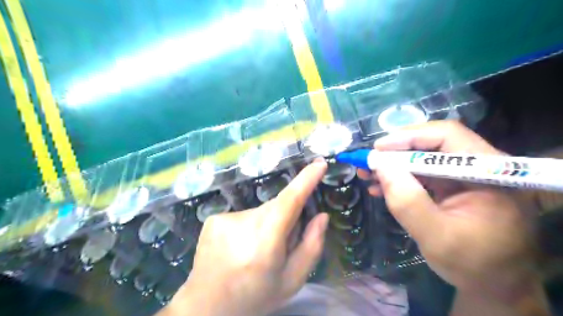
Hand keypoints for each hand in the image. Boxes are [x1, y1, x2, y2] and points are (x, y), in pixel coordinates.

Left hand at [166, 160, 327, 315]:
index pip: (290, 200)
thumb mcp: (292, 280)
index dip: (306, 179)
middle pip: (278, 207)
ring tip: (255, 252)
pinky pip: (244, 216)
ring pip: (261, 212)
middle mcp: (244, 222)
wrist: (206, 307)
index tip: (319, 164)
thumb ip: (311, 246)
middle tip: (280, 247)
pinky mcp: (214, 219)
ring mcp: (226, 218)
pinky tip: (238, 248)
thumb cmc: (254, 296)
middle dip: (286, 220)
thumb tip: (321, 216)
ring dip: (267, 226)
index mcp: (266, 239)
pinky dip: (249, 228)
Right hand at [358, 121, 542, 307]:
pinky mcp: (453, 186)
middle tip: (367, 163)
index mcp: (488, 172)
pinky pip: (422, 174)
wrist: (494, 284)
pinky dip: (400, 179)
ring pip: (423, 158)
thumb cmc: (473, 264)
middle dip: (395, 153)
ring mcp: (464, 176)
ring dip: (393, 166)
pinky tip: (381, 188)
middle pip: (432, 144)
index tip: (377, 150)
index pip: (447, 136)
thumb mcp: (436, 236)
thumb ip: (408, 201)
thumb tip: (380, 165)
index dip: (409, 137)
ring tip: (367, 175)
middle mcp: (479, 166)